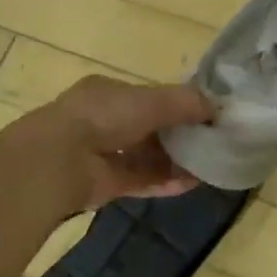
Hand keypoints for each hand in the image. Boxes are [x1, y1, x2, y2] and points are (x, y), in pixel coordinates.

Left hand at [19, 75, 213, 210]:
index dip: (177, 104)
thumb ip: (186, 103)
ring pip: (146, 156)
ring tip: (208, 165)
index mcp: (108, 92)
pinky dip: (165, 181)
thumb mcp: (152, 100)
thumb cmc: (105, 116)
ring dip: (175, 160)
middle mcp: (104, 120)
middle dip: (179, 135)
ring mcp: (102, 153)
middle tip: (212, 142)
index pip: (148, 96)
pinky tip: (192, 183)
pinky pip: (141, 180)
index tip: (206, 114)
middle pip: (149, 127)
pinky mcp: (105, 183)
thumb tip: (218, 108)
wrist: (59, 161)